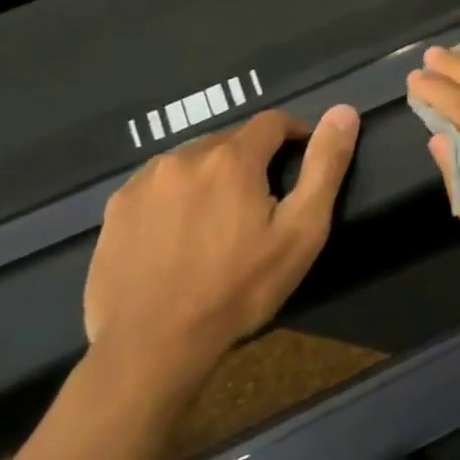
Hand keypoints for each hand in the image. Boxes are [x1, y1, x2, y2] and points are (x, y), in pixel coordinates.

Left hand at [84, 105, 359, 389]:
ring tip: (220, 221)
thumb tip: (344, 111)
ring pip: (192, 162)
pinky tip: (180, 237)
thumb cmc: (239, 288)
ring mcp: (142, 183)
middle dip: (252, 161)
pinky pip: (158, 187)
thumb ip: (325, 165)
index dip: (295, 135)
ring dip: (212, 177)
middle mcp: (184, 156)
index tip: (301, 162)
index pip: (273, 122)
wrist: (151, 348)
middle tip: (262, 204)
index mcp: (232, 158)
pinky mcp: (115, 211)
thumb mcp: (301, 230)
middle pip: (231, 141)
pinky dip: (176, 198)